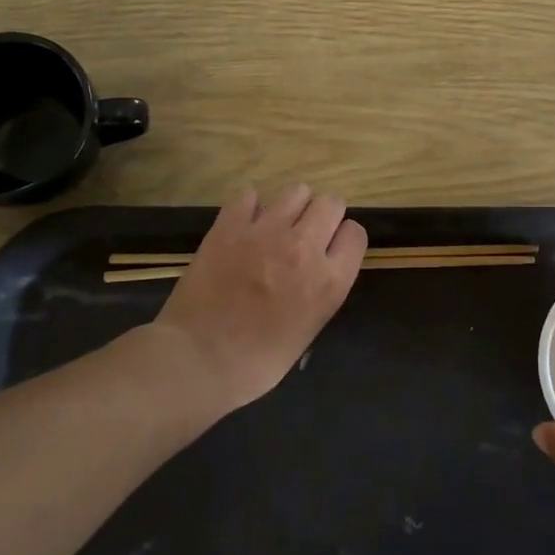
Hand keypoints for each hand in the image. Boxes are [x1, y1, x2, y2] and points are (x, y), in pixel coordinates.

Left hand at [153, 185, 367, 410]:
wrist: (198, 360)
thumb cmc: (257, 363)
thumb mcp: (309, 330)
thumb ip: (320, 291)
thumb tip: (314, 269)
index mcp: (329, 281)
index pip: (355, 234)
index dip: (343, 240)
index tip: (332, 249)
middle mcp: (304, 247)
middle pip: (331, 204)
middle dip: (323, 215)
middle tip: (307, 233)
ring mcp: (266, 232)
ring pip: (296, 192)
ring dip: (292, 206)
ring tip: (277, 225)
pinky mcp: (230, 226)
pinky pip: (250, 196)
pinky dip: (251, 206)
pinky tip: (245, 224)